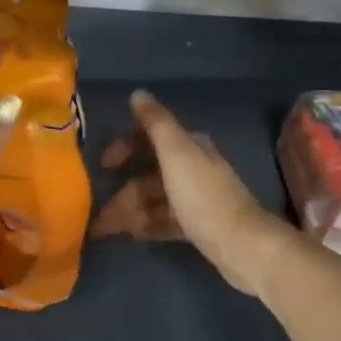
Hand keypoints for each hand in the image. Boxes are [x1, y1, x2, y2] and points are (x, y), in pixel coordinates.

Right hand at [91, 90, 300, 297]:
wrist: (243, 246)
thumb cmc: (204, 196)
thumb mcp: (176, 153)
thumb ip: (156, 123)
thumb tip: (138, 93)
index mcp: (189, 147)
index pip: (149, 138)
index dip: (123, 147)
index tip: (103, 164)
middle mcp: (193, 168)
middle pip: (148, 174)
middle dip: (122, 191)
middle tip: (97, 211)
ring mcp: (196, 198)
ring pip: (154, 200)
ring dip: (129, 211)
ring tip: (104, 230)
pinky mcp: (198, 225)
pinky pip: (164, 221)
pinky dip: (146, 225)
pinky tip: (130, 235)